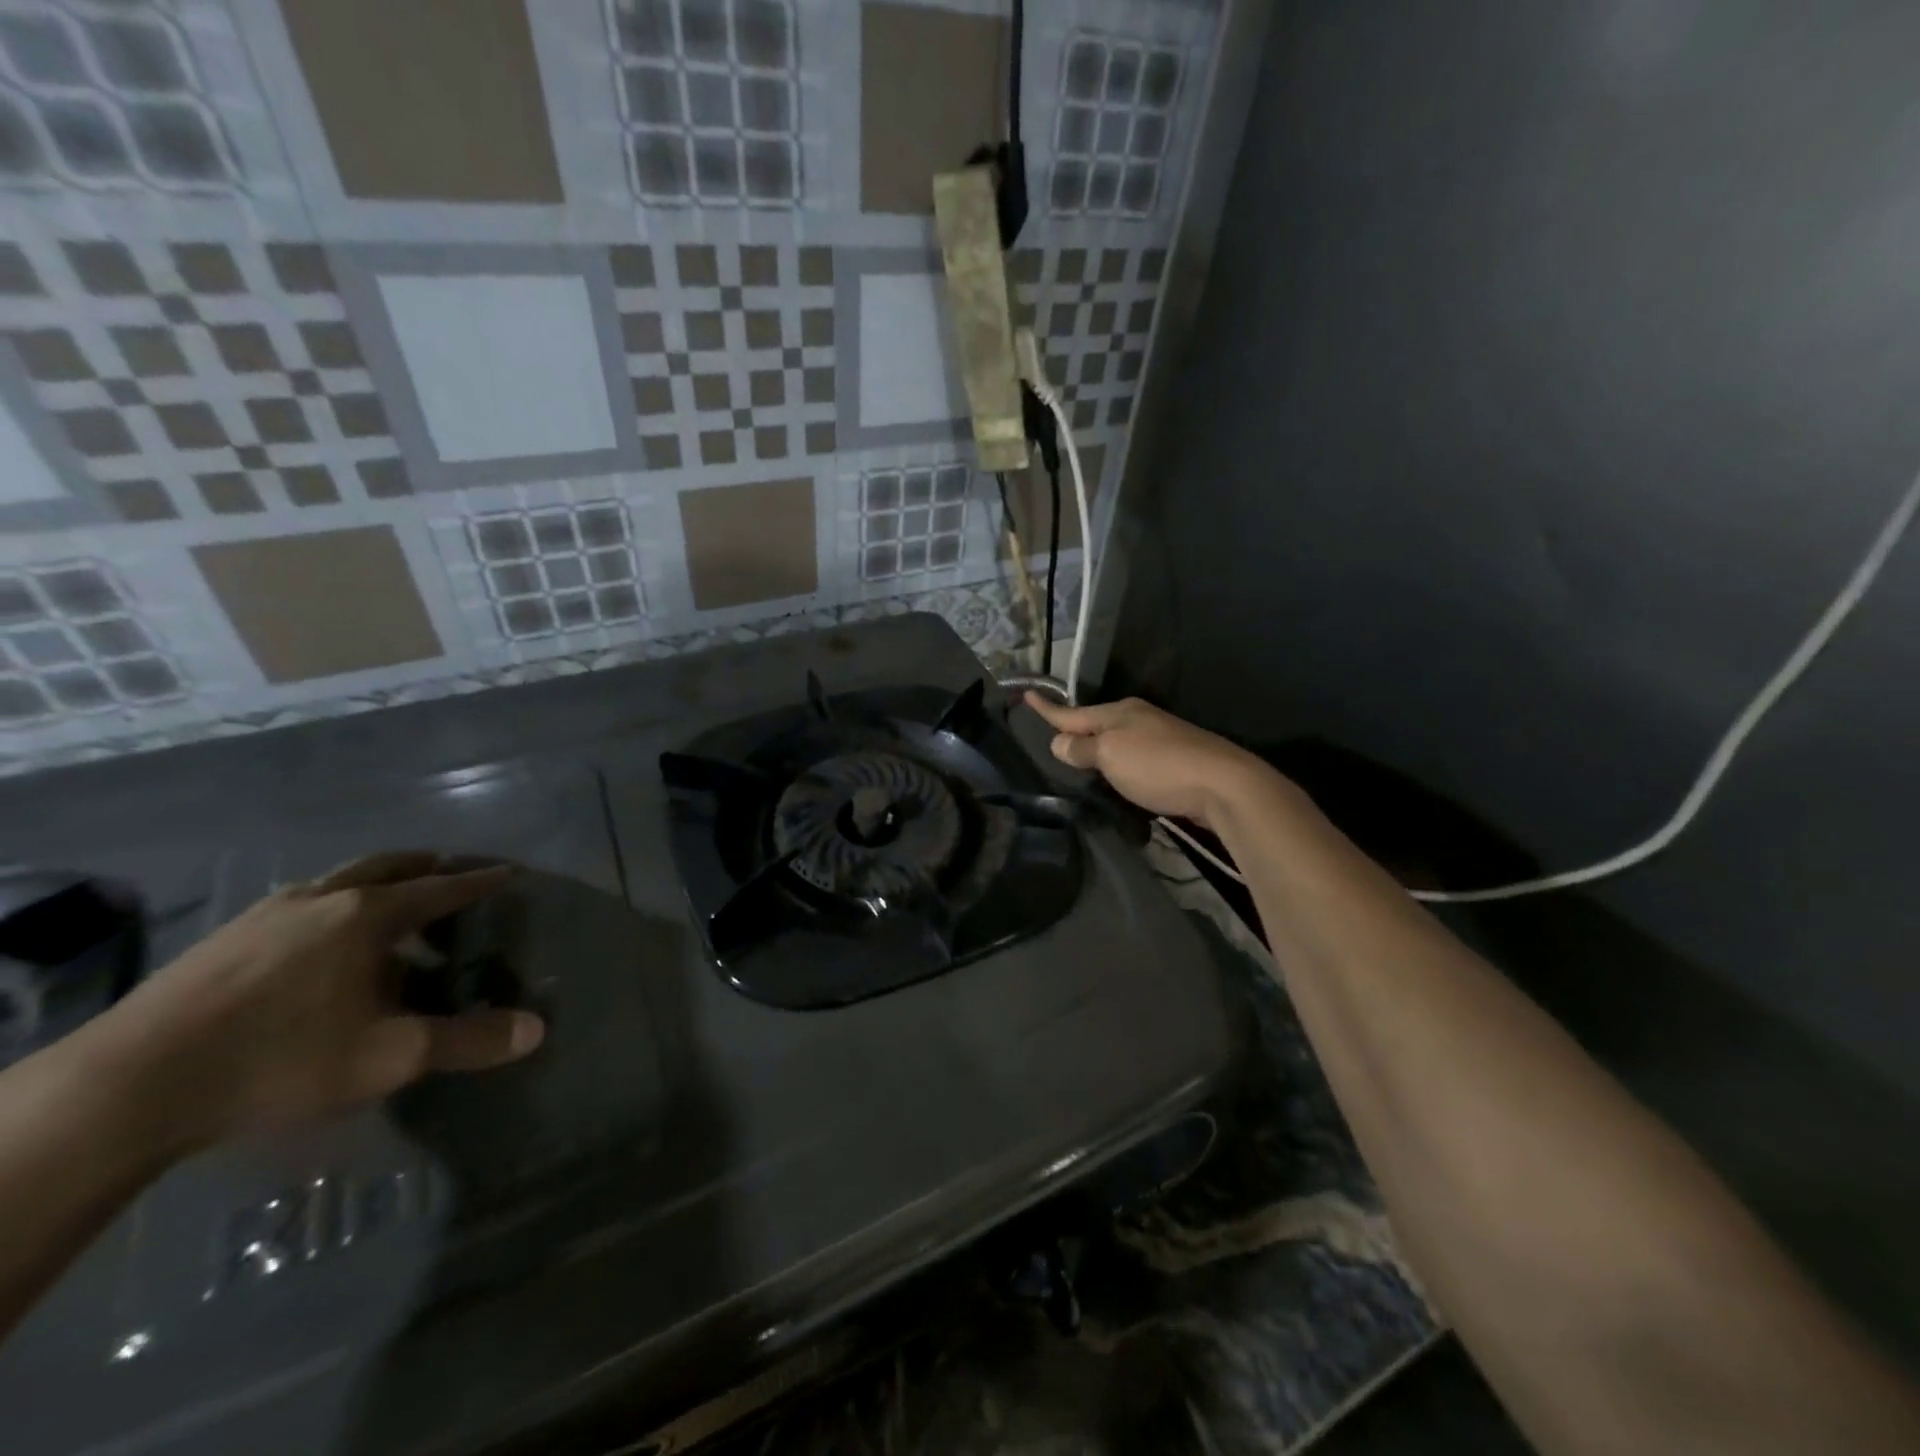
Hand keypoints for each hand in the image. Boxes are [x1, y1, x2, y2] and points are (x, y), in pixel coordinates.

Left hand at [105, 853, 543, 1154]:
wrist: (127, 1087)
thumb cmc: (280, 1060)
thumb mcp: (389, 1058)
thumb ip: (467, 1041)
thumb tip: (536, 1030)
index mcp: (369, 915)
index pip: (443, 887)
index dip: (480, 881)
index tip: (509, 872)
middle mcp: (323, 898)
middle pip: (389, 865)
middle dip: (427, 865)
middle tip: (452, 872)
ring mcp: (266, 914)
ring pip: (338, 879)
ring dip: (375, 882)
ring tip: (390, 906)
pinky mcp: (223, 938)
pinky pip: (299, 903)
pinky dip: (331, 905)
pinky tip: (320, 942)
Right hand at [1025, 693, 1273, 829]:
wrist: (1222, 784)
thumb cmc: (1158, 765)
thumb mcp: (1110, 755)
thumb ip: (1082, 749)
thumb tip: (1059, 742)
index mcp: (1119, 712)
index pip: (1072, 712)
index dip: (1047, 708)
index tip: (1026, 694)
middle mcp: (1138, 720)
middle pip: (1096, 724)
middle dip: (1075, 730)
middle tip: (1051, 739)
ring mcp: (1159, 739)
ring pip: (1116, 742)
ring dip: (1098, 750)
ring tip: (1078, 762)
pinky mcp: (1174, 762)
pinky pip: (1134, 759)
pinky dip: (1119, 766)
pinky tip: (1115, 778)